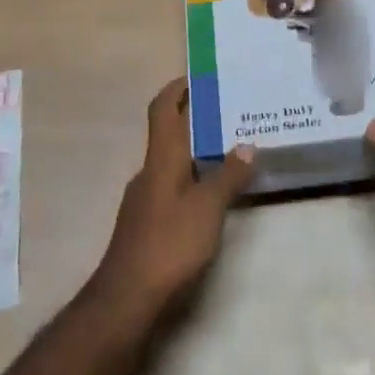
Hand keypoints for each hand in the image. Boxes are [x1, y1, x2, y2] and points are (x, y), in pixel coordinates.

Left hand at [94, 79, 254, 319]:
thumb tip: (248, 144)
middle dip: (193, 120)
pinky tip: (209, 197)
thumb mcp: (208, 208)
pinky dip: (190, 180)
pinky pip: (170, 187)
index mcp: (161, 158)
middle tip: (228, 114)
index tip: (197, 77)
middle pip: (168, 134)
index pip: (163, 109)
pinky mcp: (145, 224)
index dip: (176, 88)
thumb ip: (229, 175)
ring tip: (227, 153)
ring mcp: (144, 199)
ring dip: (194, 153)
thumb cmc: (169, 243)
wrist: (127, 298)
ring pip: (170, 163)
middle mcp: (149, 171)